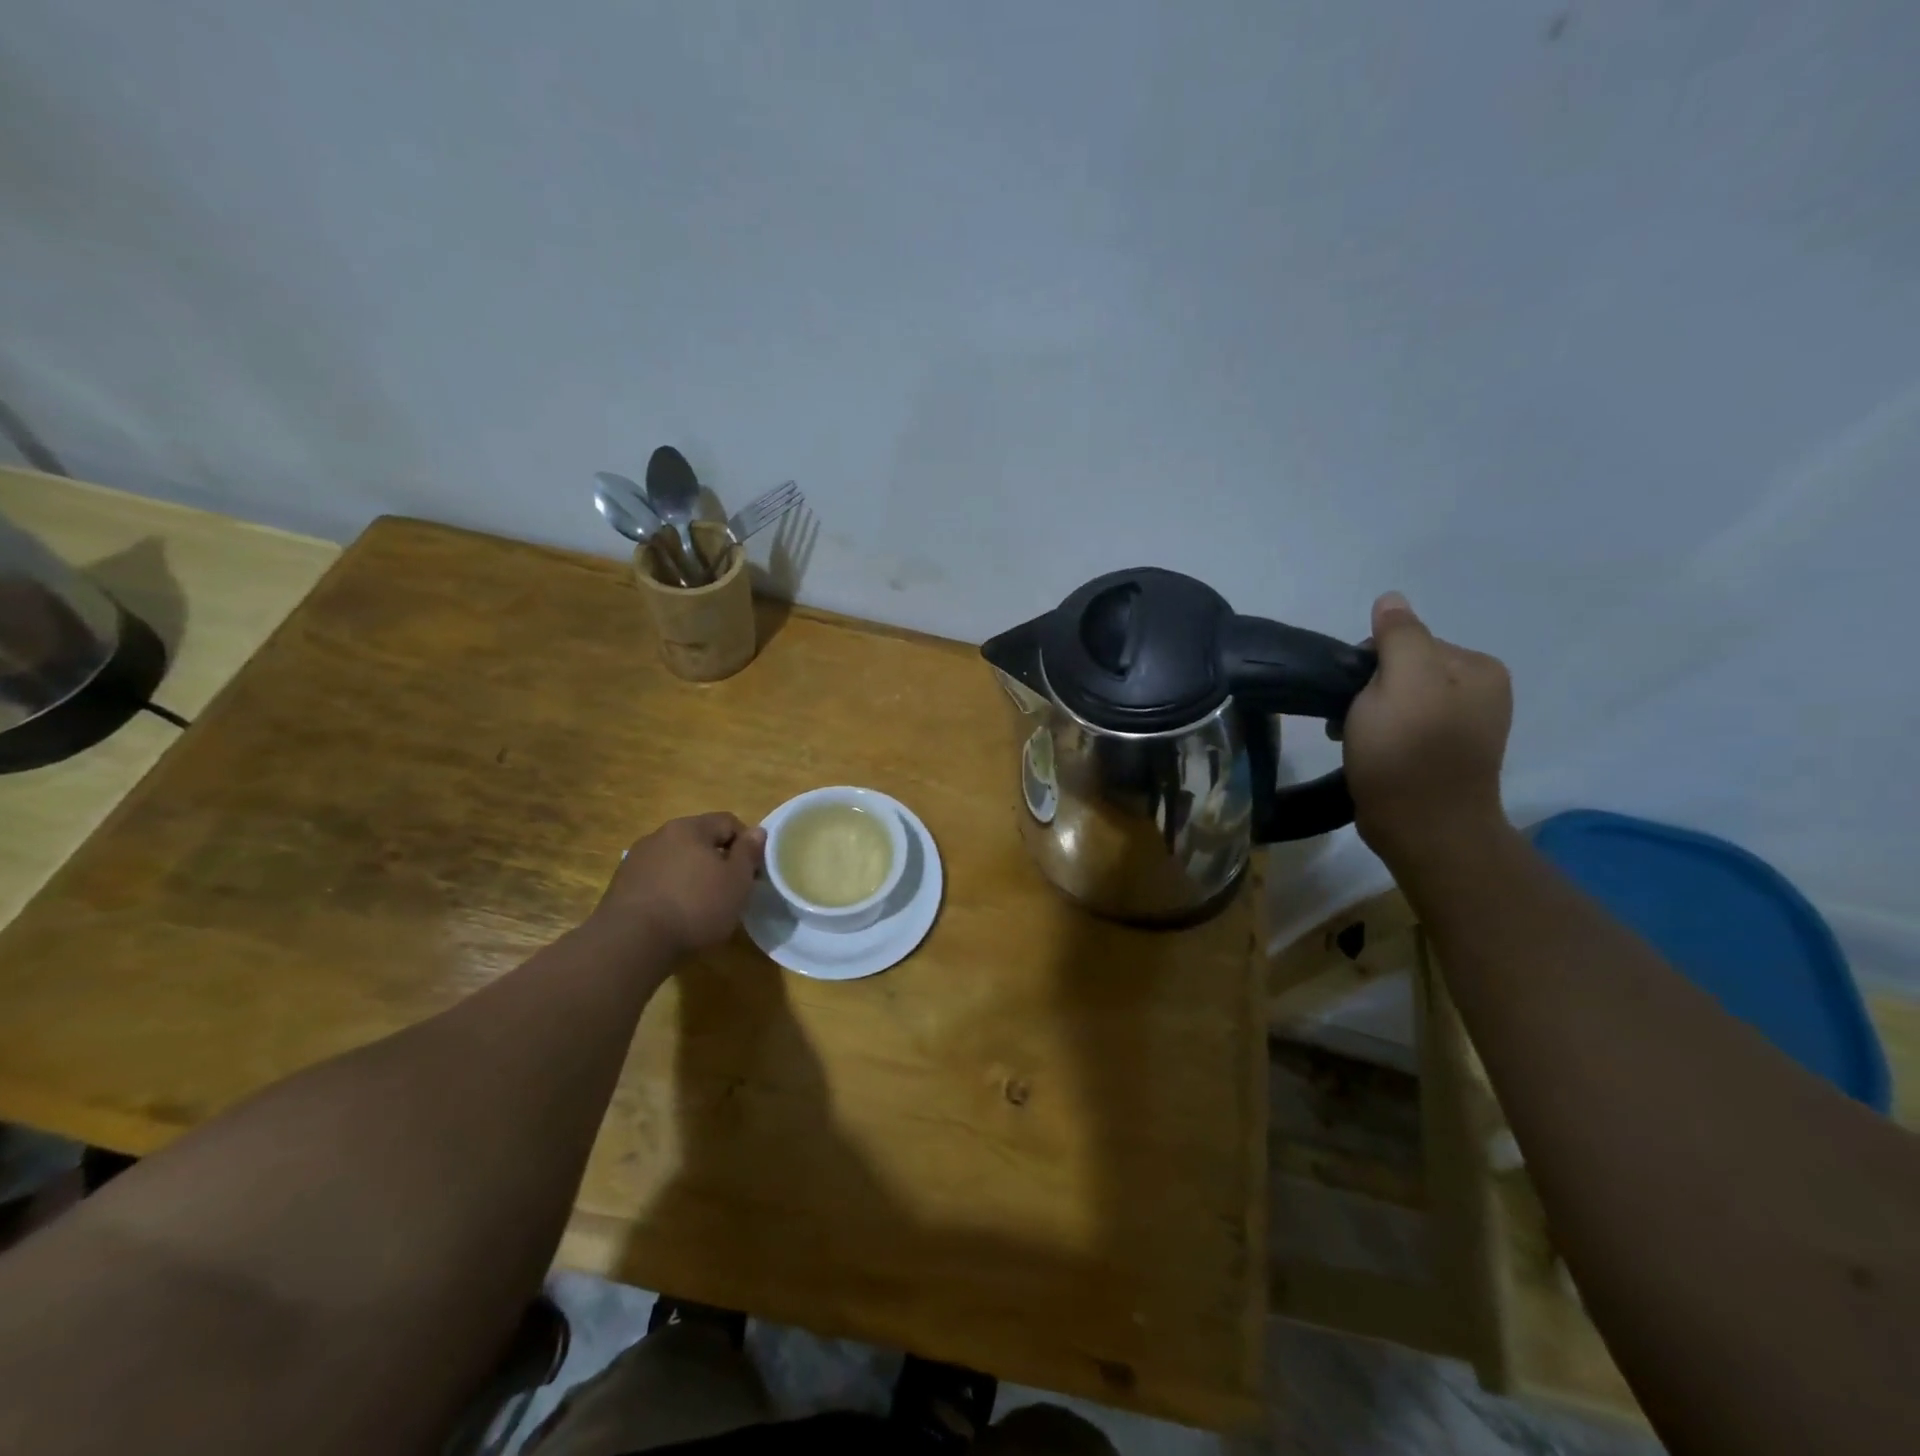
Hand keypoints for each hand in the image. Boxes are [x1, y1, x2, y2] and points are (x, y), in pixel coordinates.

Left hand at [592, 812, 766, 957]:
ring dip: (691, 875)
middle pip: (699, 840)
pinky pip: (656, 880)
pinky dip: (669, 891)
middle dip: (717, 860)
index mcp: (689, 828)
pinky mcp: (620, 885)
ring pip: (676, 860)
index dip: (746, 844)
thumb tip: (757, 831)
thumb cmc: (695, 906)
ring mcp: (636, 859)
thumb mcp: (736, 881)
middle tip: (728, 890)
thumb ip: (749, 852)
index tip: (751, 873)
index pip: (728, 821)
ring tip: (700, 906)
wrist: (631, 942)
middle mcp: (660, 835)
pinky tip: (673, 916)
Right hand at [1342, 592, 1513, 867]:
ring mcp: (1466, 727)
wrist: (1424, 830)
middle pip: (1404, 670)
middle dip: (1370, 690)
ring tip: (1354, 741)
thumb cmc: (1408, 752)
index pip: (1408, 641)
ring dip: (1370, 715)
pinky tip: (1370, 754)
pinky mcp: (1446, 757)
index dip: (1369, 662)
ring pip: (1400, 701)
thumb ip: (1398, 636)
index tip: (1352, 694)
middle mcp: (1481, 692)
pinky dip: (1382, 736)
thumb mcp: (1400, 681)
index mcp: (1477, 668)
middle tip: (1350, 722)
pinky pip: (1405, 729)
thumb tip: (1391, 600)